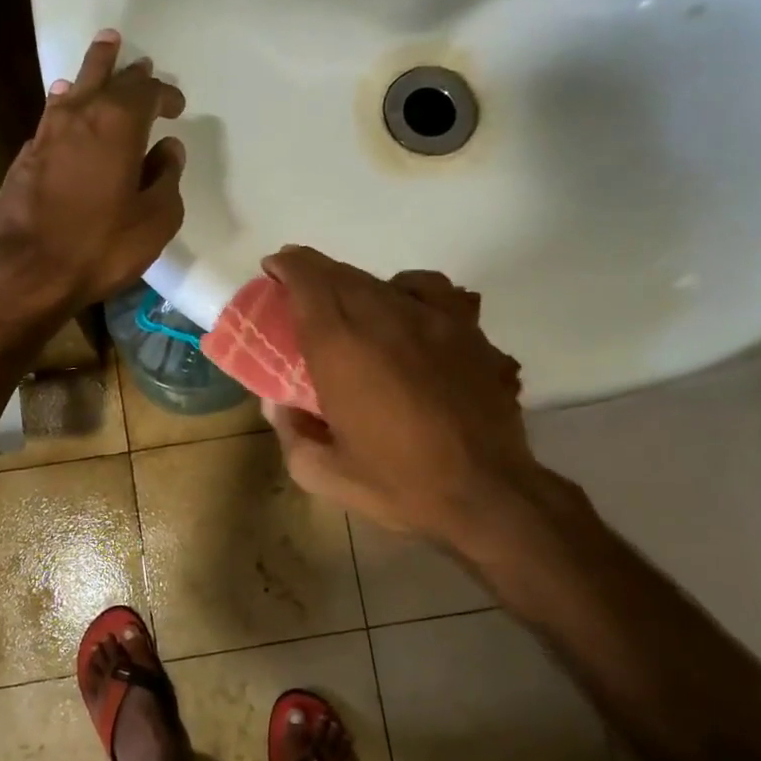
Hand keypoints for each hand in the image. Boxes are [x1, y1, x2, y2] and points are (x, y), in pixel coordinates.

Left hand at [0, 29, 186, 326]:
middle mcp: (80, 115)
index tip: (177, 105)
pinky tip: (65, 102)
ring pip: (74, 87)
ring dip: (93, 70)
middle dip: (128, 70)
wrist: (25, 269)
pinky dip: (66, 101)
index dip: (165, 94)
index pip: (147, 93)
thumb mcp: (154, 221)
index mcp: (119, 124)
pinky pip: (52, 113)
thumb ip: (166, 179)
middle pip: (107, 77)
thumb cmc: (100, 246)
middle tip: (139, 61)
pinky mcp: (26, 156)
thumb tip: (168, 150)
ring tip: (104, 52)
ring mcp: (47, 133)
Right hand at [259, 247, 579, 554]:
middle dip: (314, 272)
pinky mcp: (469, 331)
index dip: (288, 267)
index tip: (274, 268)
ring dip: (357, 284)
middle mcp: (385, 319)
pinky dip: (409, 291)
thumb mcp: (324, 474)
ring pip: (385, 281)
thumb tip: (277, 403)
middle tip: (299, 286)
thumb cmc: (399, 484)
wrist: (486, 493)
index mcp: (342, 349)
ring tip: (349, 303)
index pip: (309, 285)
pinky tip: (408, 312)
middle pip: (343, 276)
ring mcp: (433, 320)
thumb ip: (291, 432)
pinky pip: (433, 292)